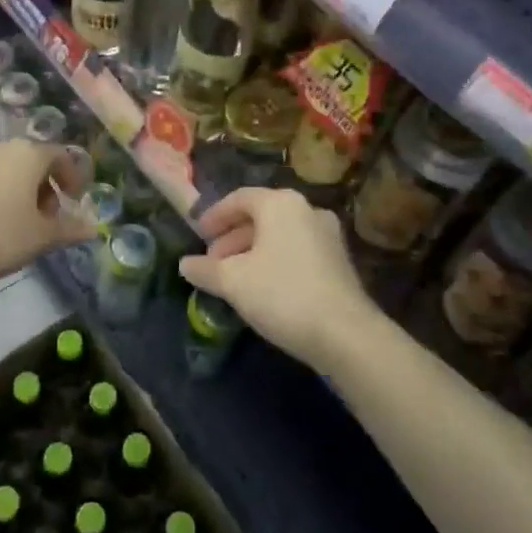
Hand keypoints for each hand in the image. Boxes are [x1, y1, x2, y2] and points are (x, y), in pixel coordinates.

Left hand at [0, 140, 95, 279]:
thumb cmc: (1, 233)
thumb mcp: (42, 237)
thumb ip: (70, 229)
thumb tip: (93, 228)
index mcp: (30, 153)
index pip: (60, 156)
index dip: (72, 178)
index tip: (74, 201)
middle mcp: (2, 145)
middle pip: (32, 160)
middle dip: (44, 186)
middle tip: (47, 216)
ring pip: (7, 167)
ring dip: (19, 188)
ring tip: (19, 220)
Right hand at [178, 188, 377, 372]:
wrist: (346, 334)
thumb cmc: (282, 295)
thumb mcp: (233, 282)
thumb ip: (205, 269)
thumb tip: (185, 264)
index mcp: (280, 204)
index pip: (239, 198)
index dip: (214, 216)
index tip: (198, 235)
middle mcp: (307, 209)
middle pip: (260, 216)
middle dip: (232, 238)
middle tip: (212, 262)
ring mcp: (327, 234)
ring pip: (279, 235)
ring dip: (252, 251)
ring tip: (234, 279)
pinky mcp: (339, 260)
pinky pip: (297, 250)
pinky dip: (275, 260)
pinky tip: (263, 288)